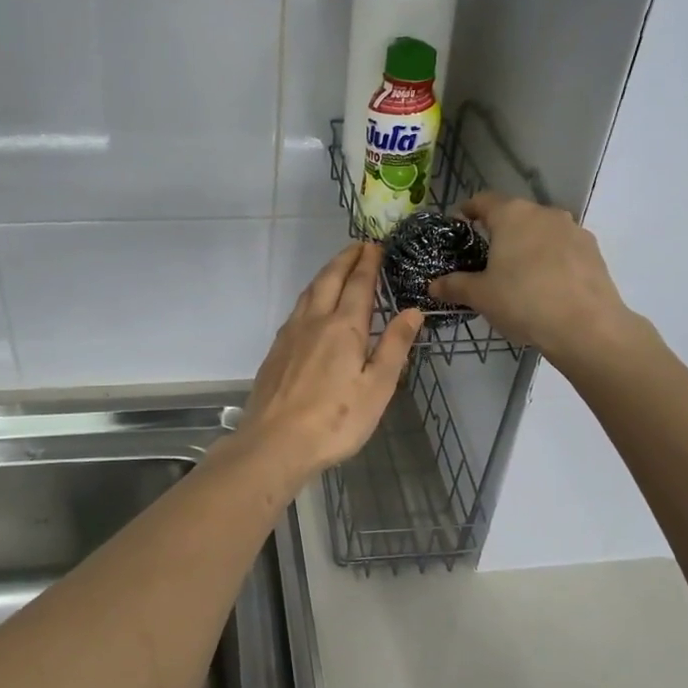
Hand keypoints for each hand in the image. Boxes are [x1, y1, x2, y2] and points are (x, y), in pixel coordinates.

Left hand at [240, 243, 421, 482]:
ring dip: (326, 273)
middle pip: (330, 279)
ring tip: (337, 267)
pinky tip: (311, 305)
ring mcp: (291, 334)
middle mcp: (315, 321)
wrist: (276, 442)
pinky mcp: (276, 350)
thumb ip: (394, 346)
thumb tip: (412, 311)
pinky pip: (297, 309)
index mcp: (344, 327)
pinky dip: (310, 294)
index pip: (358, 284)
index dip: (368, 263)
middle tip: (358, 246)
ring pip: (309, 292)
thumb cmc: (336, 420)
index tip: (376, 246)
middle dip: (345, 259)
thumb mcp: (377, 387)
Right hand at [428, 192, 645, 357]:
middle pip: (515, 214)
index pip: (483, 200)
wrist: (587, 327)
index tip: (460, 224)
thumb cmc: (523, 302)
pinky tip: (546, 285)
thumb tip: (433, 285)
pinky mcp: (593, 250)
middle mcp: (544, 213)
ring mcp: (573, 230)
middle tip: (486, 256)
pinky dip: (551, 259)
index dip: (468, 210)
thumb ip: (454, 285)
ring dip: (528, 244)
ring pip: (541, 230)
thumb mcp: (480, 296)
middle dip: (499, 231)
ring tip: (518, 273)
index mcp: (512, 215)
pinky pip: (563, 248)